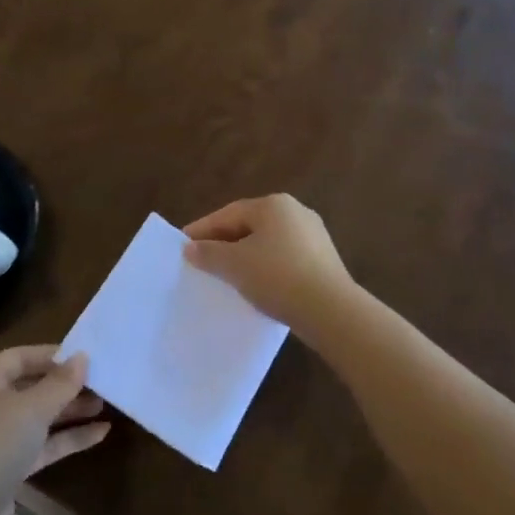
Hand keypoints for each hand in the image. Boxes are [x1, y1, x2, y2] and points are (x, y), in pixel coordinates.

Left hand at [0, 346, 108, 514]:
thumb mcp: (31, 409)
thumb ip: (60, 383)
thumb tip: (82, 357)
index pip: (18, 358)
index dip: (50, 354)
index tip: (83, 355)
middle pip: (30, 387)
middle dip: (64, 385)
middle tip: (100, 380)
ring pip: (38, 418)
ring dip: (69, 411)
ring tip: (105, 404)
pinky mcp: (7, 469)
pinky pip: (41, 445)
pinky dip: (67, 438)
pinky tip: (100, 434)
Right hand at [182, 194, 353, 331]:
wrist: (330, 310)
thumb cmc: (277, 277)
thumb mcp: (235, 265)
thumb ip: (209, 253)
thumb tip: (191, 247)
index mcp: (273, 204)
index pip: (228, 213)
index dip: (203, 229)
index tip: (184, 244)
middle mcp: (296, 211)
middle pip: (249, 225)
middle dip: (224, 242)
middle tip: (202, 259)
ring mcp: (313, 235)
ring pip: (268, 242)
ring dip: (245, 256)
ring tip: (226, 274)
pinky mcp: (323, 260)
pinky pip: (284, 258)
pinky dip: (266, 267)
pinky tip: (257, 285)